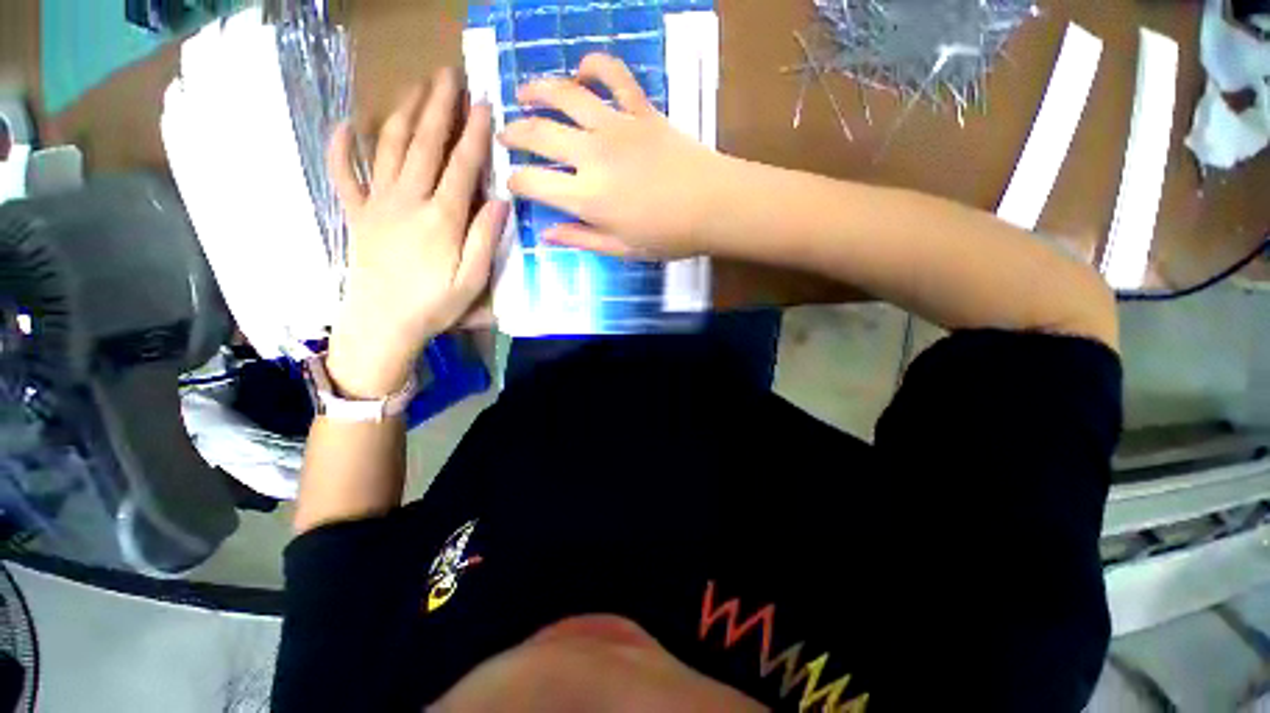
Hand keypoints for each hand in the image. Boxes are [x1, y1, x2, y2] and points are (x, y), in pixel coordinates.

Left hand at [326, 68, 507, 397]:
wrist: (383, 323)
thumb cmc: (435, 305)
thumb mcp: (473, 279)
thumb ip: (486, 238)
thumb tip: (500, 200)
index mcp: (442, 218)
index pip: (462, 165)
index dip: (475, 134)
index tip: (484, 104)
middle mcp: (408, 199)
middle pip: (424, 144)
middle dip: (438, 107)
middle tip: (448, 75)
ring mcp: (378, 203)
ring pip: (389, 147)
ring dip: (403, 113)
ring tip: (415, 87)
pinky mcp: (357, 213)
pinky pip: (344, 174)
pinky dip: (341, 147)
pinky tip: (343, 124)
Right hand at [498, 54, 724, 259]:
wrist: (713, 206)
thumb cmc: (668, 236)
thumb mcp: (621, 249)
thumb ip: (581, 239)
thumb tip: (546, 234)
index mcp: (586, 197)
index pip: (532, 183)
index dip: (515, 182)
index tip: (513, 183)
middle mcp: (591, 155)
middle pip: (538, 134)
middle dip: (514, 134)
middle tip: (506, 136)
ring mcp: (616, 127)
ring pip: (564, 95)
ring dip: (537, 90)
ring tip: (524, 93)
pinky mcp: (641, 110)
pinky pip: (614, 75)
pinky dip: (595, 65)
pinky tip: (583, 70)